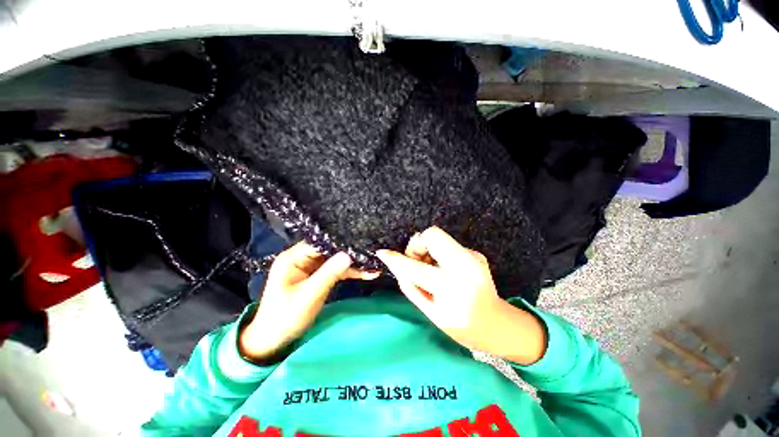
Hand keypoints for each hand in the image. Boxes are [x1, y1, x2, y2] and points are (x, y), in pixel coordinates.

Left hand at [239, 242, 378, 361]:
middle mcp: (302, 258)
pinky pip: (335, 270)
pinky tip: (365, 273)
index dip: (340, 242)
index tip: (360, 242)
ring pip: (334, 260)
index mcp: (293, 257)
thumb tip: (349, 254)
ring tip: (372, 264)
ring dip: (352, 264)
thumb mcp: (309, 295)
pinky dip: (348, 272)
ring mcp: (310, 267)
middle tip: (370, 252)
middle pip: (329, 250)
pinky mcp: (317, 276)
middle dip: (349, 253)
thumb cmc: (285, 317)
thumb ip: (329, 273)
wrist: (272, 341)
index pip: (320, 242)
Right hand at [376, 226, 545, 364]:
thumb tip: (398, 267)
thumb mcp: (431, 313)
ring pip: (439, 236)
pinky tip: (445, 269)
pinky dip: (439, 254)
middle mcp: (465, 265)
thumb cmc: (461, 326)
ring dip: (428, 249)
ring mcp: (473, 256)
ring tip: (430, 268)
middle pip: (432, 235)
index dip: (396, 260)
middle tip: (416, 262)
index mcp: (451, 287)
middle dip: (417, 245)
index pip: (415, 267)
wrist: (497, 324)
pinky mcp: (476, 253)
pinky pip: (448, 245)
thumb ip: (411, 287)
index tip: (383, 253)